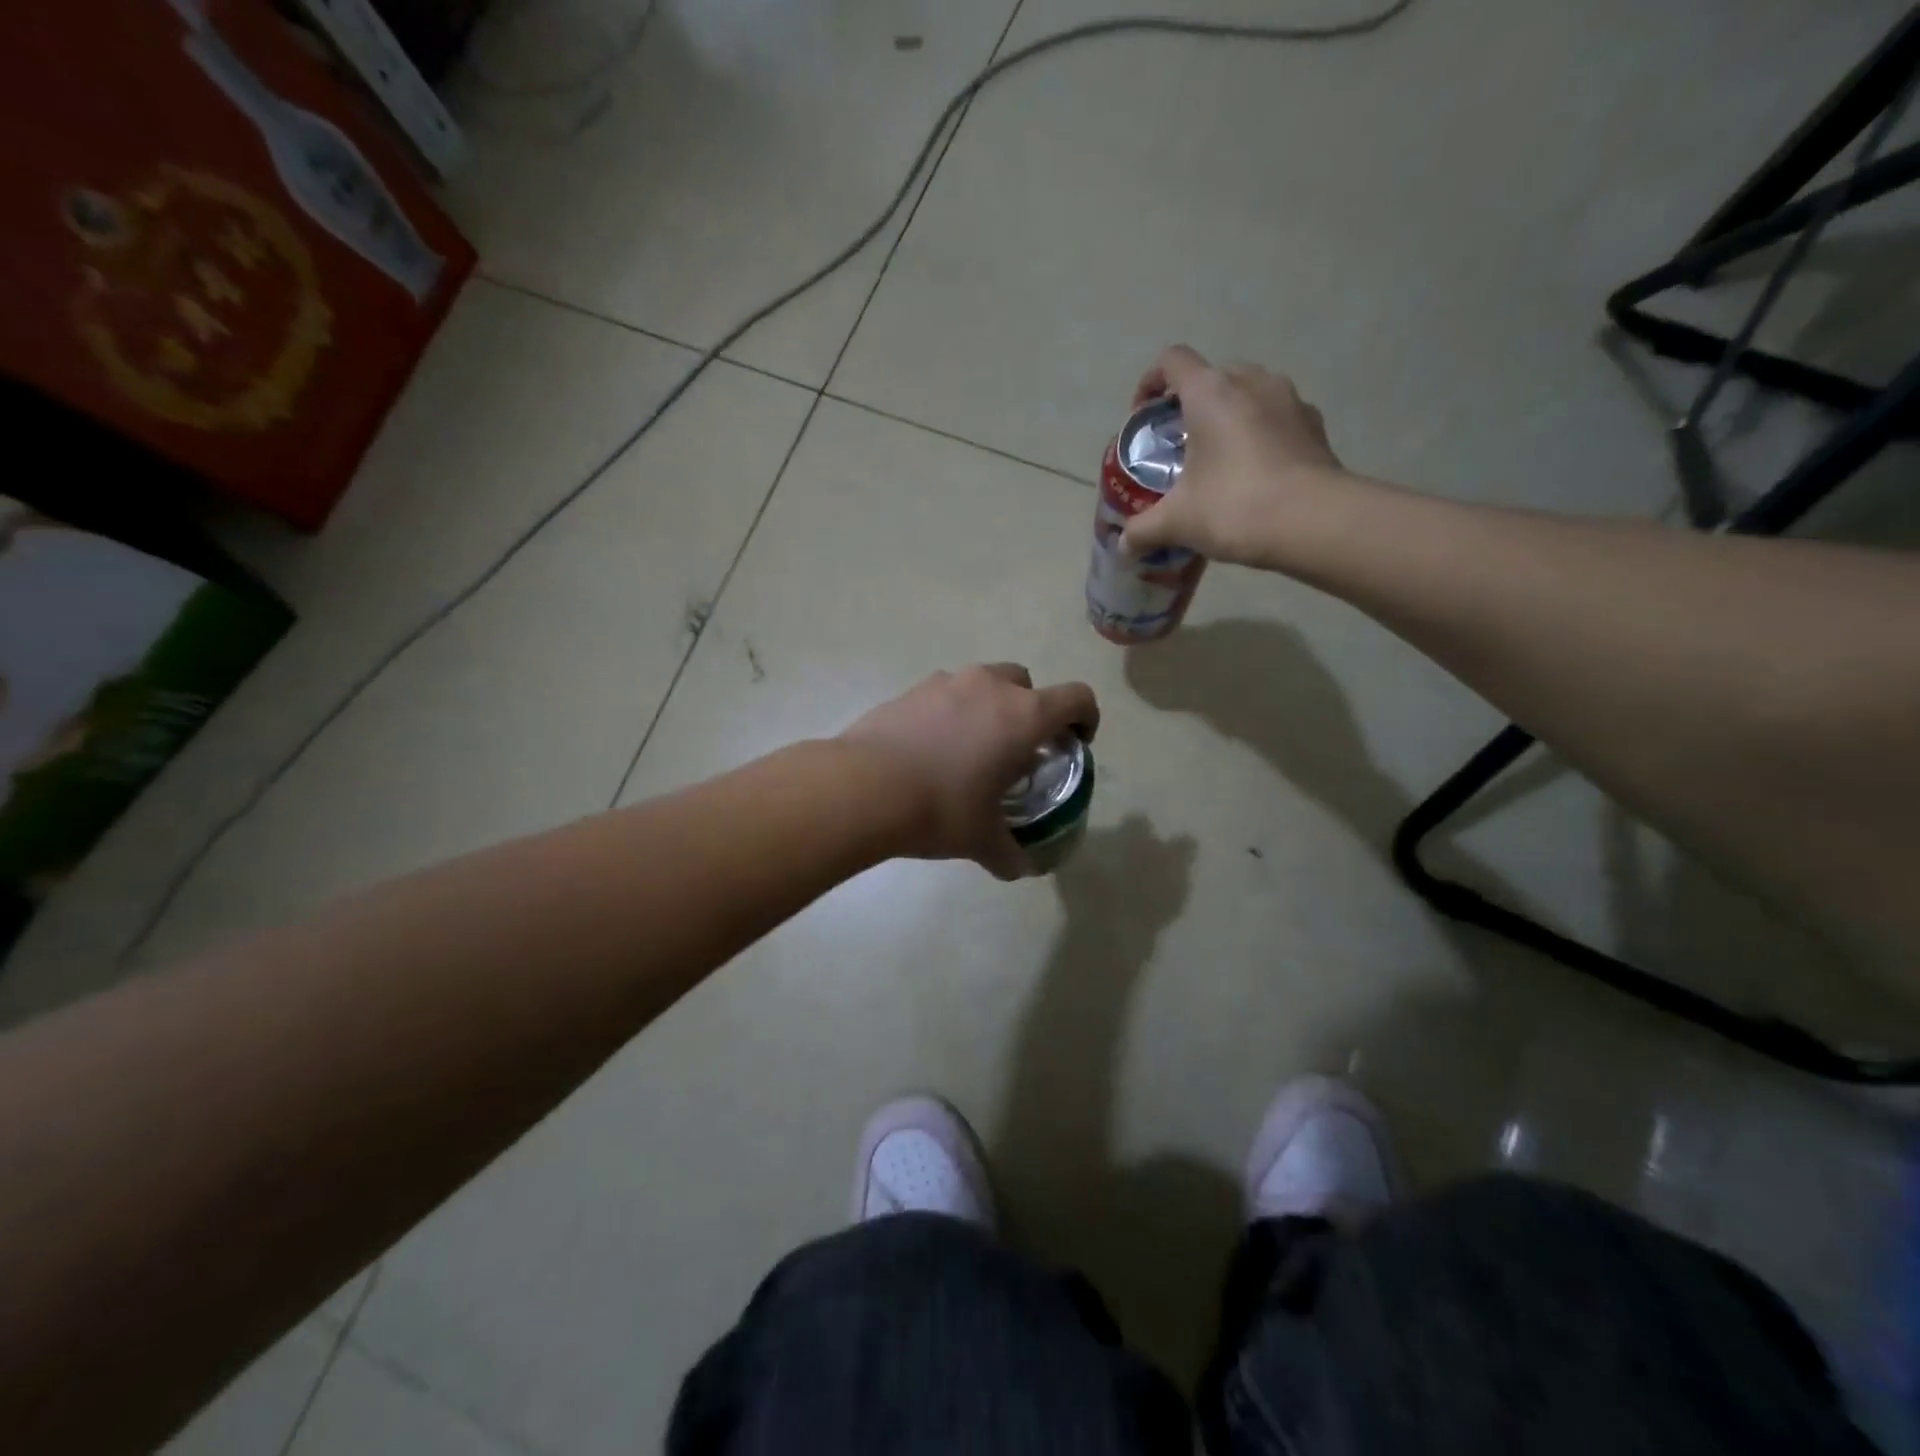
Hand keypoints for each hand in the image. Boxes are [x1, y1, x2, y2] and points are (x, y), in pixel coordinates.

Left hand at [840, 664, 1098, 878]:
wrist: (864, 787)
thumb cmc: (940, 808)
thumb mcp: (981, 839)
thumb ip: (1008, 853)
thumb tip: (1019, 868)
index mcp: (1023, 716)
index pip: (1076, 698)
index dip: (1086, 717)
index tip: (1076, 742)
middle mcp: (989, 687)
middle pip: (1026, 681)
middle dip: (1031, 708)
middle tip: (1018, 747)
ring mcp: (946, 682)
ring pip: (982, 682)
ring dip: (988, 706)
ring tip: (971, 748)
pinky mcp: (910, 690)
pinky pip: (944, 694)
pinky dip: (949, 712)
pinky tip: (931, 748)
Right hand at [1120, 345, 1348, 568]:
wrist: (1315, 522)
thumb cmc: (1235, 507)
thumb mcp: (1178, 522)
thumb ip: (1144, 529)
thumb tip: (1124, 545)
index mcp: (1211, 392)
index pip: (1172, 361)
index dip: (1150, 382)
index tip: (1143, 416)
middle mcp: (1252, 382)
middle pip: (1212, 376)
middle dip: (1191, 404)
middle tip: (1180, 444)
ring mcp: (1290, 399)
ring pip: (1249, 393)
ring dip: (1229, 417)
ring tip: (1219, 460)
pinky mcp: (1314, 425)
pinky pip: (1277, 417)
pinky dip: (1260, 435)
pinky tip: (1255, 474)